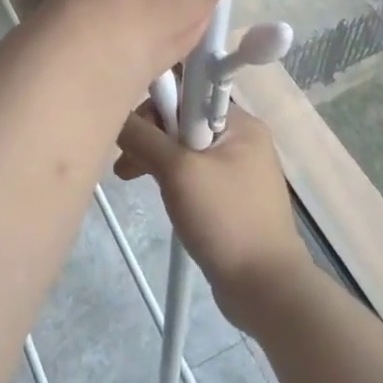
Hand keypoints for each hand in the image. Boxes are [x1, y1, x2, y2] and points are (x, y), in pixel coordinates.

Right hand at [115, 102, 314, 333]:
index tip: (131, 129)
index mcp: (239, 122)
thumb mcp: (178, 172)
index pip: (187, 92)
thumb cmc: (225, 220)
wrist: (266, 289)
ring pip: (184, 148)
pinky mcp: (230, 196)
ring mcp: (237, 169)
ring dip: (155, 157)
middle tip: (125, 163)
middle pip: (183, 119)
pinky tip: (155, 192)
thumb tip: (116, 111)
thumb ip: (145, 136)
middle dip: (150, 135)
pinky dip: (170, 177)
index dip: (155, 104)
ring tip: (128, 178)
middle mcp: (241, 138)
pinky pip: (193, 172)